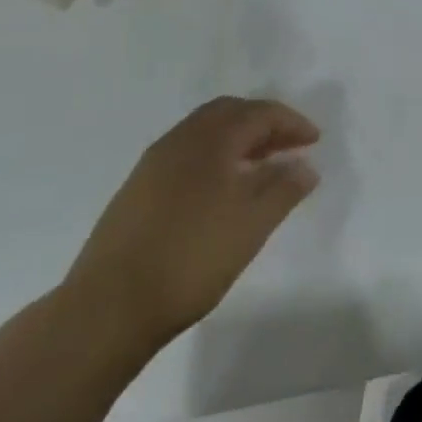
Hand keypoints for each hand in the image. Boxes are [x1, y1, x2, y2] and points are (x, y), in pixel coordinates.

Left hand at [65, 97, 319, 353]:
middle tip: (289, 145)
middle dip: (263, 123)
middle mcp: (180, 140)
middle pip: (229, 113)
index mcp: (210, 139)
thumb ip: (284, 189)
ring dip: (238, 140)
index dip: (291, 122)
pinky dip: (214, 157)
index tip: (314, 141)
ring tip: (261, 167)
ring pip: (204, 133)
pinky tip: (222, 189)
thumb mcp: (252, 224)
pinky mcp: (136, 190)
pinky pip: (187, 154)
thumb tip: (305, 165)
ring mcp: (153, 164)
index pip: (259, 113)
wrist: (107, 308)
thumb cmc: (191, 258)